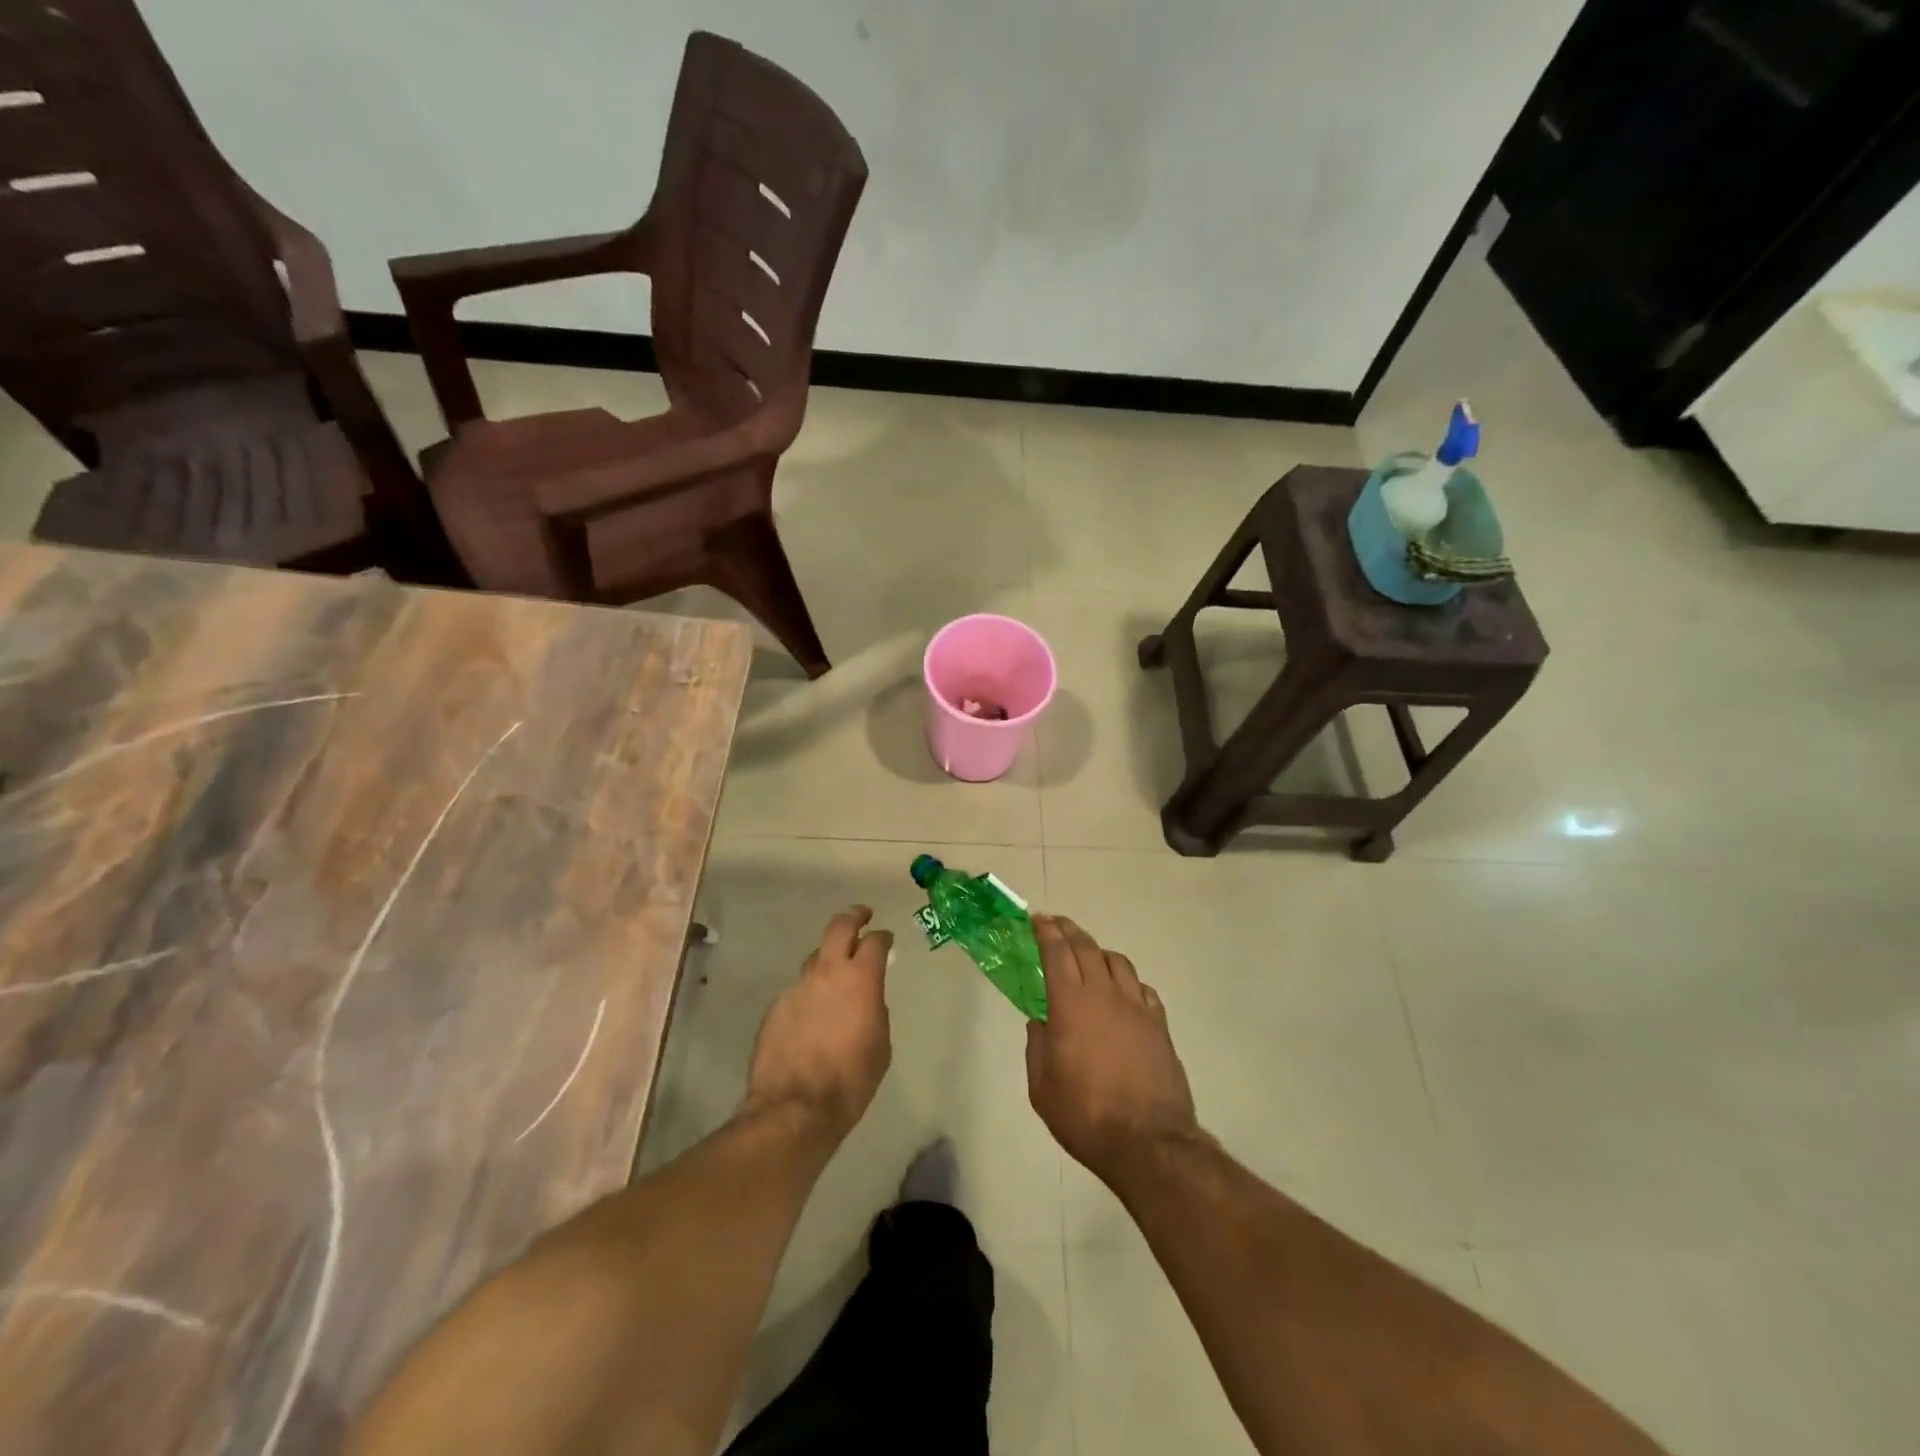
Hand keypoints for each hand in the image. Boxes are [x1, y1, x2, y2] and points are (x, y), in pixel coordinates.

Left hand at [743, 907, 893, 1142]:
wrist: (796, 1107)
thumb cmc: (851, 1079)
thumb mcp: (880, 1044)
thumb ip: (875, 1009)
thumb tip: (866, 999)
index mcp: (860, 979)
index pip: (874, 942)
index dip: (882, 937)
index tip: (886, 938)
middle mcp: (827, 972)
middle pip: (839, 927)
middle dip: (853, 917)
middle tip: (862, 916)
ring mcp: (797, 986)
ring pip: (814, 957)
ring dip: (828, 959)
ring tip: (835, 974)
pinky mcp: (776, 1006)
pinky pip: (798, 989)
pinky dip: (809, 992)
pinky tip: (812, 1014)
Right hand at [1025, 916, 1200, 1184]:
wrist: (1148, 1142)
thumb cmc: (1085, 1115)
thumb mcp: (1042, 1086)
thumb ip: (1038, 1045)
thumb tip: (1040, 1020)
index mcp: (1071, 1004)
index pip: (1056, 953)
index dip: (1045, 932)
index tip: (1037, 919)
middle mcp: (1105, 995)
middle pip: (1087, 948)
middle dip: (1069, 931)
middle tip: (1056, 925)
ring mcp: (1137, 1008)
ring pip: (1118, 962)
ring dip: (1098, 951)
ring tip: (1088, 956)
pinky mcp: (1159, 1025)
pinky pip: (1142, 988)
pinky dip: (1126, 980)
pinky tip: (1122, 992)